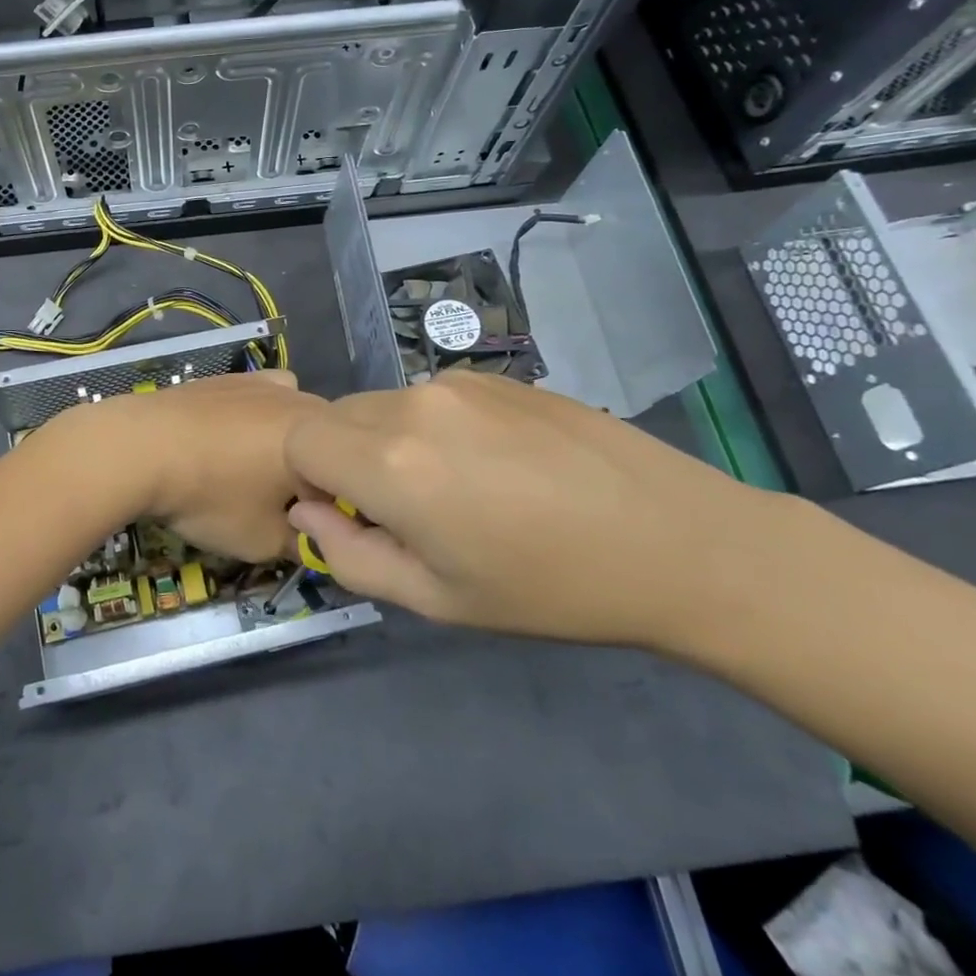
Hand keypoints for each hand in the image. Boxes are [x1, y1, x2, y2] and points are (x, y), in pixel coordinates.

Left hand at [47, 370, 327, 563]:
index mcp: (323, 437)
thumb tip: (316, 540)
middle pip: (327, 442)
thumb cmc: (211, 497)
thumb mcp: (264, 541)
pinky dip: (257, 419)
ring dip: (289, 444)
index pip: (353, 475)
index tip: (313, 529)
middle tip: (285, 506)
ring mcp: (264, 383)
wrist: (140, 448)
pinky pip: (261, 399)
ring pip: (295, 417)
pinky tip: (229, 441)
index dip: (338, 507)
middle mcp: (301, 400)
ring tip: (256, 471)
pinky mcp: (229, 378)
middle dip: (316, 474)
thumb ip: (304, 544)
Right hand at [284, 370, 793, 648]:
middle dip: (346, 460)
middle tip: (406, 511)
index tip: (352, 514)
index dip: (309, 478)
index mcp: (390, 463)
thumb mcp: (437, 599)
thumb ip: (350, 556)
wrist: (677, 540)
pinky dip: (433, 426)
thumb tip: (307, 511)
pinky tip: (497, 464)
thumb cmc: (549, 588)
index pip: (298, 440)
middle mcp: (413, 405)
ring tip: (460, 488)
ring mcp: (458, 382)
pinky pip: (431, 396)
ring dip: (390, 441)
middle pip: (337, 417)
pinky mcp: (496, 375)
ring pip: (384, 405)